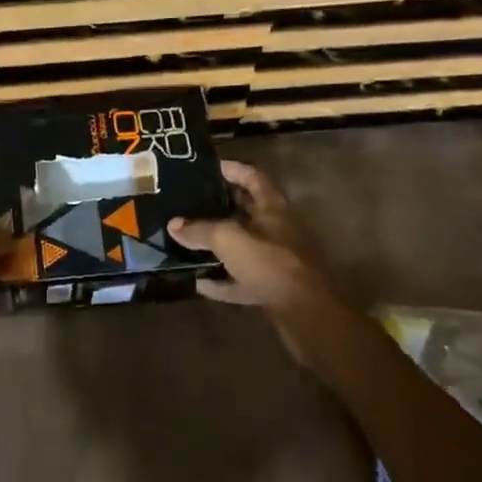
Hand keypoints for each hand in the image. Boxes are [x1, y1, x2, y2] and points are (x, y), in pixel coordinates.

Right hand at [168, 160, 339, 363]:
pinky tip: (199, 283)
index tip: (204, 166)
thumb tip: (174, 224)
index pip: (251, 177)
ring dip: (217, 244)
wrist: (307, 315)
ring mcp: (275, 259)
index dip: (230, 169)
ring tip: (187, 239)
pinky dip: (222, 280)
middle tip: (187, 202)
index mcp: (273, 208)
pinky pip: (241, 279)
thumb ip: (200, 230)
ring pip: (241, 245)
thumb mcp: (229, 239)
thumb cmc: (270, 264)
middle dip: (218, 205)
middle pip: (245, 210)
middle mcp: (276, 229)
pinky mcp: (272, 287)